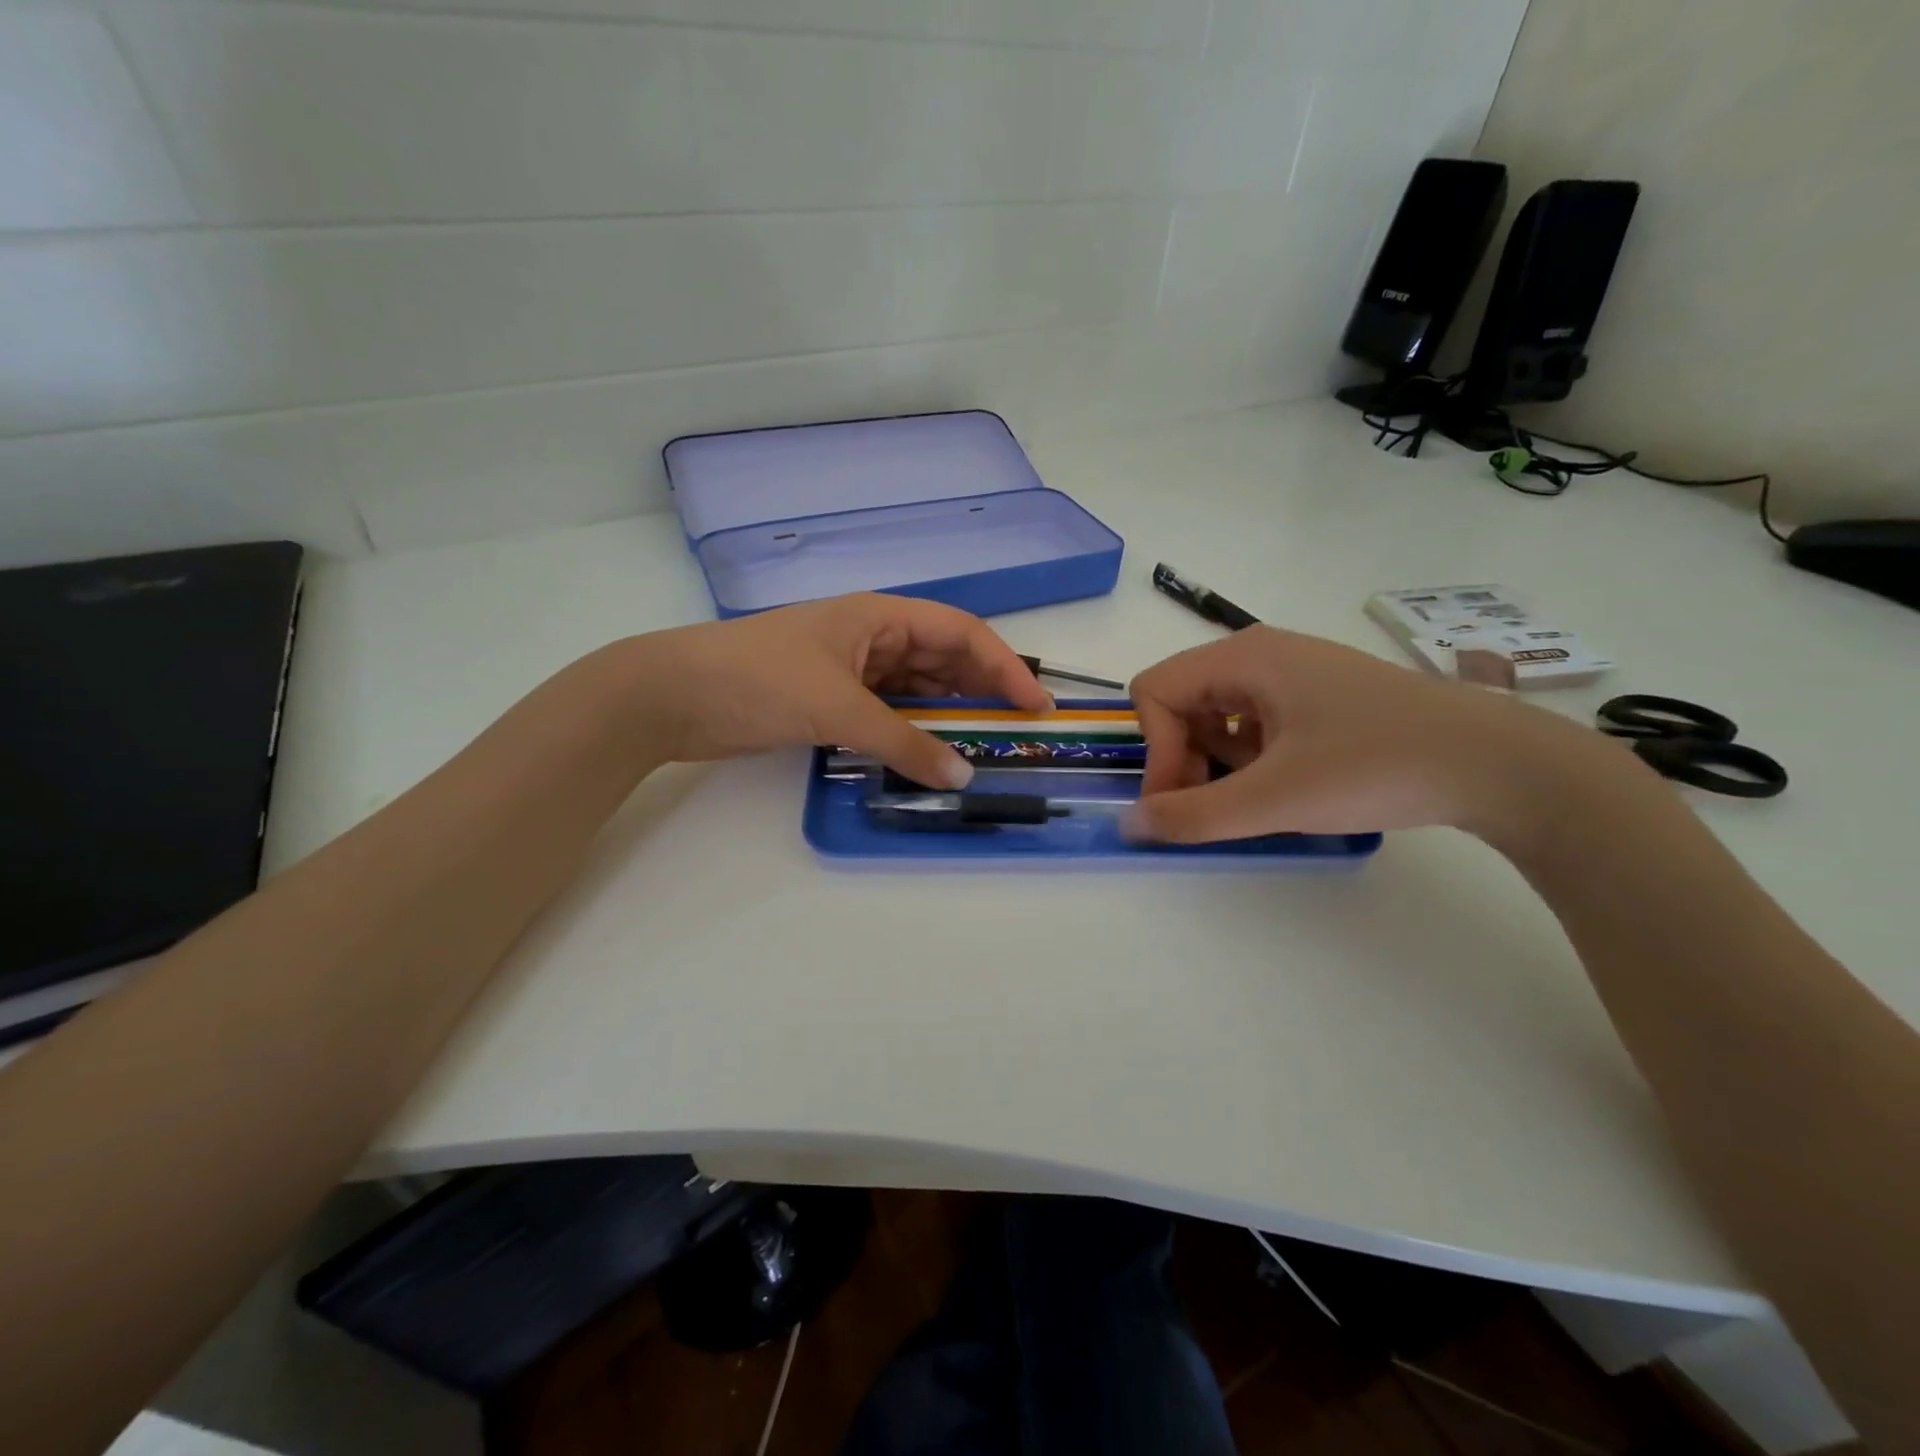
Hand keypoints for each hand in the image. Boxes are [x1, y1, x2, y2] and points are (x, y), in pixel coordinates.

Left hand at [630, 593, 1052, 786]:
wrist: (672, 695)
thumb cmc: (759, 680)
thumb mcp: (838, 708)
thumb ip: (903, 743)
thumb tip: (962, 776)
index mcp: (880, 616)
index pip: (961, 632)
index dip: (1003, 666)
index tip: (1034, 705)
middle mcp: (872, 637)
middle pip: (943, 660)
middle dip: (982, 692)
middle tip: (1016, 733)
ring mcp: (851, 669)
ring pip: (917, 689)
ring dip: (948, 716)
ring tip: (983, 748)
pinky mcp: (830, 700)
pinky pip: (888, 713)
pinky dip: (912, 733)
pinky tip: (931, 754)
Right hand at [1124, 625, 1640, 846]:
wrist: (1498, 764)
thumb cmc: (1377, 767)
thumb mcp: (1276, 798)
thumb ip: (1194, 814)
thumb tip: (1129, 824)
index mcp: (1243, 657)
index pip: (1155, 692)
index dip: (1155, 750)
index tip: (1182, 802)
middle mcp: (1261, 653)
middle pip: (1181, 701)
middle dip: (1182, 758)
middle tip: (1214, 806)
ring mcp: (1293, 672)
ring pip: (1216, 714)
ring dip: (1215, 761)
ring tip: (1255, 799)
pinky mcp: (1318, 696)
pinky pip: (1253, 721)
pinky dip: (1249, 756)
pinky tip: (1284, 785)